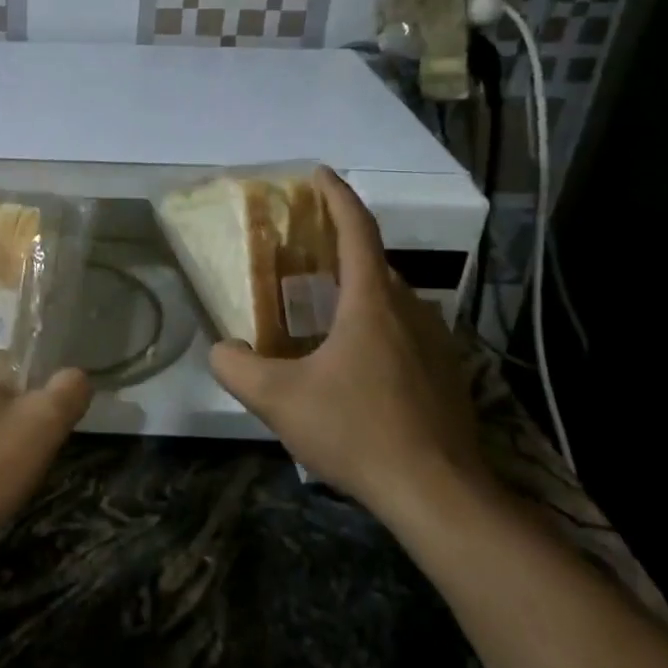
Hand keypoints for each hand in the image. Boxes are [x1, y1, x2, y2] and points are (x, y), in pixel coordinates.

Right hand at [208, 167, 488, 522]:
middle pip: (374, 262)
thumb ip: (236, 367)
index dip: (336, 196)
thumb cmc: (357, 431)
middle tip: (303, 251)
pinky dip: (377, 324)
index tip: (318, 173)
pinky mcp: (447, 375)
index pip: (357, 229)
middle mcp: (410, 311)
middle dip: (340, 246)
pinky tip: (355, 361)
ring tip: (323, 307)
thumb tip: (221, 349)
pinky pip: (406, 330)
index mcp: (372, 302)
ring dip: (359, 289)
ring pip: (392, 299)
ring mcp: (436, 343)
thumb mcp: (278, 400)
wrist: (439, 494)